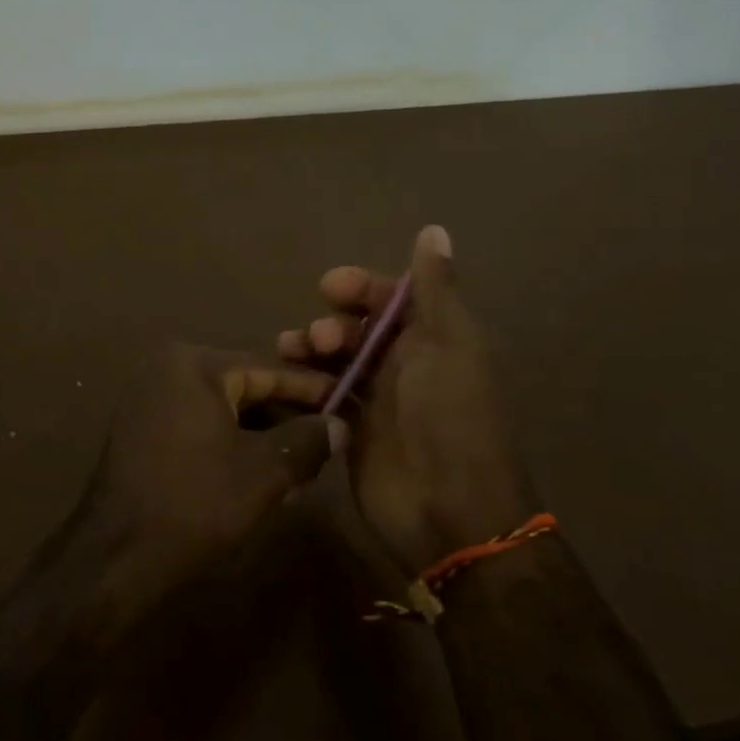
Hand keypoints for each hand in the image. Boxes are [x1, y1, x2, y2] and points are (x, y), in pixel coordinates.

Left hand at [73, 344, 343, 617]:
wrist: (115, 556)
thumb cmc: (195, 503)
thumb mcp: (264, 472)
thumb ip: (307, 440)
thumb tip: (338, 425)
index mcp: (194, 364)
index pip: (268, 369)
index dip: (312, 389)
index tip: (350, 401)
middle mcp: (167, 369)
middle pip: (244, 388)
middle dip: (287, 418)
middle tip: (330, 442)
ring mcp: (149, 399)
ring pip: (223, 410)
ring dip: (262, 437)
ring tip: (302, 469)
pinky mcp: (141, 430)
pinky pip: (199, 426)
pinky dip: (230, 445)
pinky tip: (262, 477)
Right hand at [278, 226, 534, 573]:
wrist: (449, 510)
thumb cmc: (451, 418)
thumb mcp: (449, 343)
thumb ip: (435, 289)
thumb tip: (435, 229)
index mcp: (434, 339)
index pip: (393, 298)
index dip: (362, 287)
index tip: (330, 286)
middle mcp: (406, 365)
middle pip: (359, 328)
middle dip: (332, 324)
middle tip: (317, 340)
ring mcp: (379, 401)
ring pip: (336, 360)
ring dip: (311, 351)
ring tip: (290, 355)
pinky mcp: (354, 432)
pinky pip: (325, 396)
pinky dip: (307, 385)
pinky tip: (288, 385)